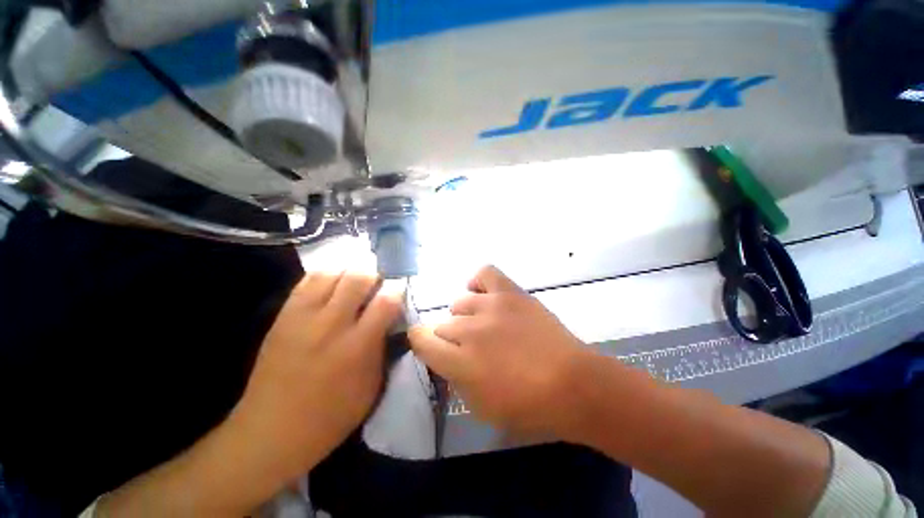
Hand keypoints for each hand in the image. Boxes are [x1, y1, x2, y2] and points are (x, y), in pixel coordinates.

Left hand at [230, 270, 401, 480]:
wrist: (271, 431)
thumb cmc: (331, 415)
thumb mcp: (371, 387)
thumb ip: (383, 347)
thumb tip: (389, 319)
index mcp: (357, 346)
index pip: (386, 301)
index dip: (397, 290)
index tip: (399, 291)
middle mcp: (331, 325)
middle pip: (358, 278)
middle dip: (374, 275)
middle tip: (377, 285)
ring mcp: (303, 318)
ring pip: (332, 273)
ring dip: (349, 273)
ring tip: (354, 284)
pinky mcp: (283, 316)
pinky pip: (307, 281)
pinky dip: (326, 277)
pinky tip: (331, 287)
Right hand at [409, 265, 590, 436]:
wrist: (573, 383)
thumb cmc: (528, 406)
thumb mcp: (481, 406)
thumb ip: (455, 378)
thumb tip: (445, 356)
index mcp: (459, 362)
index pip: (421, 341)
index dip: (422, 342)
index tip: (430, 346)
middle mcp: (469, 330)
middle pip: (442, 324)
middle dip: (450, 339)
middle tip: (471, 348)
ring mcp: (490, 306)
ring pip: (460, 303)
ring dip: (466, 317)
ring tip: (484, 325)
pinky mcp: (510, 292)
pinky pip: (484, 273)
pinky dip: (478, 282)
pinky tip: (484, 294)